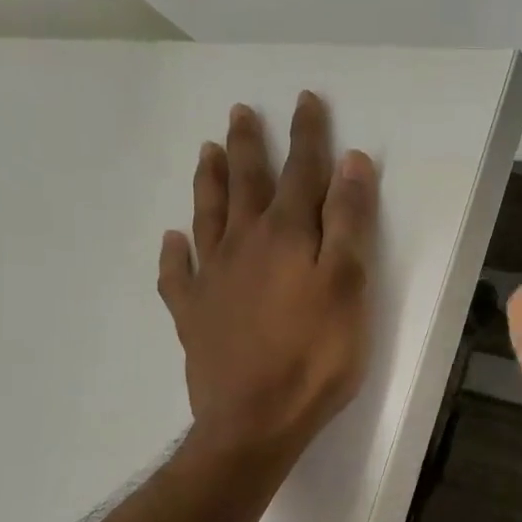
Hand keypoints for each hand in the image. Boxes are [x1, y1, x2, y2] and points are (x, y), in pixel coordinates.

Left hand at [160, 93, 377, 457]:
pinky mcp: (193, 315)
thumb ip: (348, 222)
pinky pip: (176, 275)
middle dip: (250, 145)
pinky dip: (173, 254)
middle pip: (246, 184)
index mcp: (286, 235)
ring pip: (208, 217)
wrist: (255, 421)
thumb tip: (350, 162)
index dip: (307, 135)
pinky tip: (170, 240)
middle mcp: (243, 245)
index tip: (306, 100)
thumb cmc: (315, 355)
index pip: (301, 172)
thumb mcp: (348, 285)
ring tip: (207, 151)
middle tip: (241, 111)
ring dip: (209, 182)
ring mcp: (212, 280)